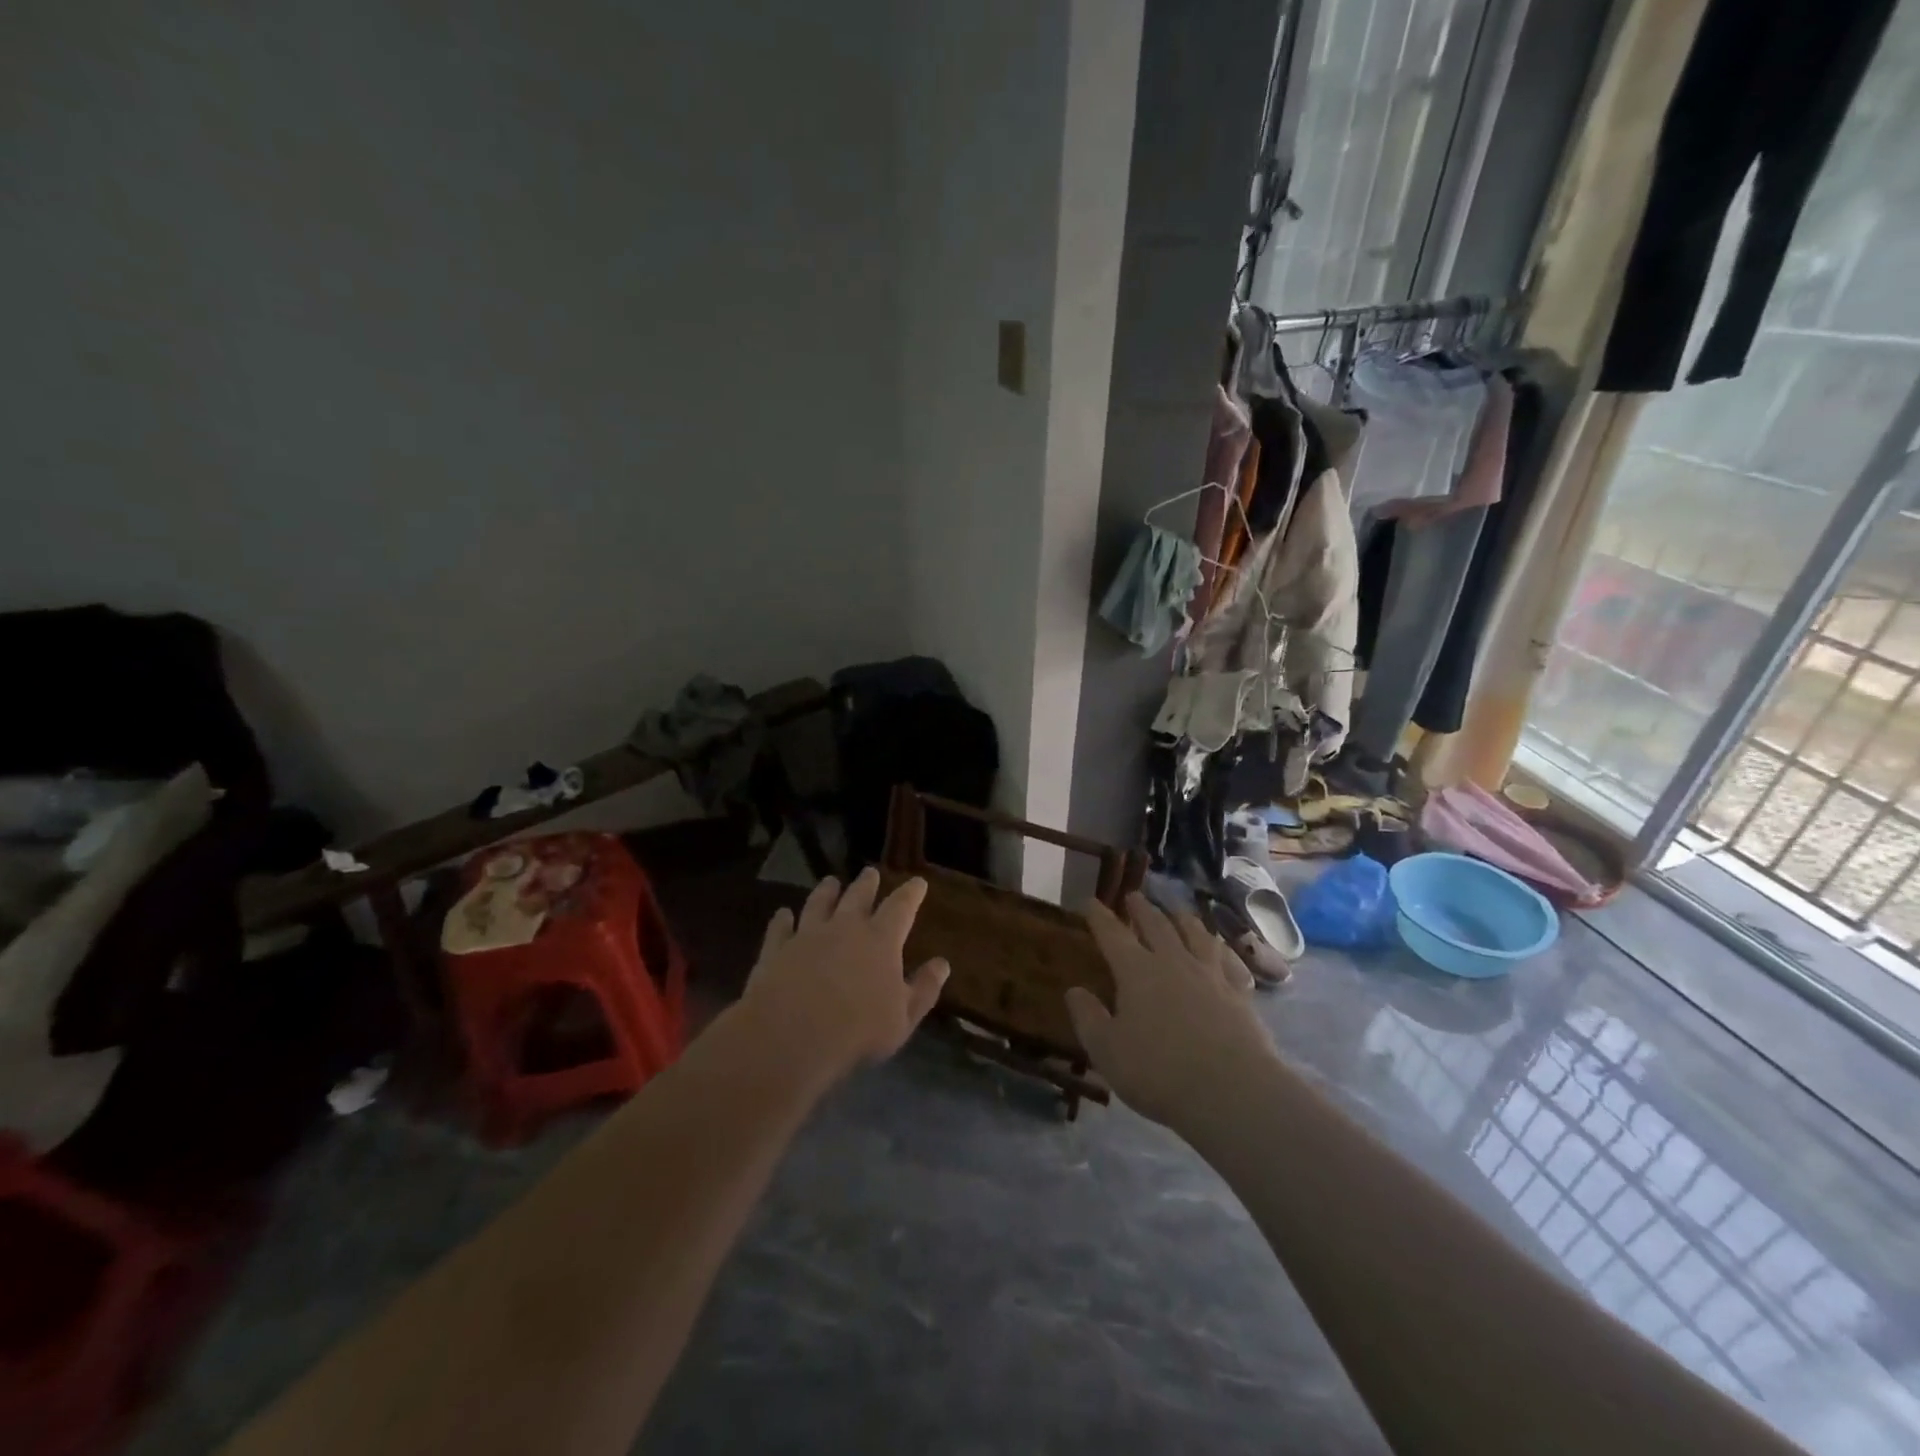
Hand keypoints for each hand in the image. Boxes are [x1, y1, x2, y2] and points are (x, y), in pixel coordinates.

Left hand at [738, 868, 949, 1082]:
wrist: (791, 1035)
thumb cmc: (857, 1030)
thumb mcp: (903, 1017)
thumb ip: (924, 989)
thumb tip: (942, 964)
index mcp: (881, 940)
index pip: (901, 907)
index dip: (911, 893)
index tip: (918, 882)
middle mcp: (845, 927)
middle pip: (858, 897)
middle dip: (867, 884)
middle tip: (870, 872)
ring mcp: (807, 935)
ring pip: (818, 904)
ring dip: (826, 891)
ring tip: (830, 882)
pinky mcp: (776, 949)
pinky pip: (780, 928)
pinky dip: (782, 919)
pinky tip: (782, 914)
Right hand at [1066, 894, 1276, 1133]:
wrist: (1232, 1089)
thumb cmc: (1159, 1071)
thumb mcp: (1107, 1050)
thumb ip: (1088, 1018)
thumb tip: (1074, 990)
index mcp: (1137, 971)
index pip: (1113, 935)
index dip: (1100, 917)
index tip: (1091, 901)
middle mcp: (1173, 962)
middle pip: (1156, 925)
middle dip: (1142, 909)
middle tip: (1134, 895)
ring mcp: (1211, 975)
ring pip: (1196, 935)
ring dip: (1183, 919)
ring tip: (1178, 911)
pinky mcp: (1240, 993)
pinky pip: (1229, 961)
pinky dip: (1222, 950)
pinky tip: (1221, 950)